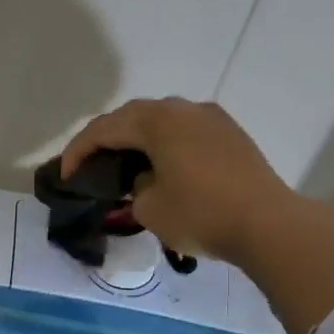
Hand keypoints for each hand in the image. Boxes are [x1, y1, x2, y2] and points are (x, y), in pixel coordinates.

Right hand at [61, 97, 295, 262]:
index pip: (103, 129)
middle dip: (105, 139)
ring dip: (136, 138)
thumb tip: (146, 180)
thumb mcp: (149, 208)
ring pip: (161, 121)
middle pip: (131, 117)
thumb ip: (135, 187)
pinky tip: (159, 165)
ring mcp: (211, 118)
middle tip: (88, 165)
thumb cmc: (200, 214)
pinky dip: (163, 143)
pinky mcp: (230, 134)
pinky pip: (184, 131)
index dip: (78, 152)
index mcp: (156, 121)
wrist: (268, 224)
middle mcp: (182, 109)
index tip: (65, 176)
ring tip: (122, 164)